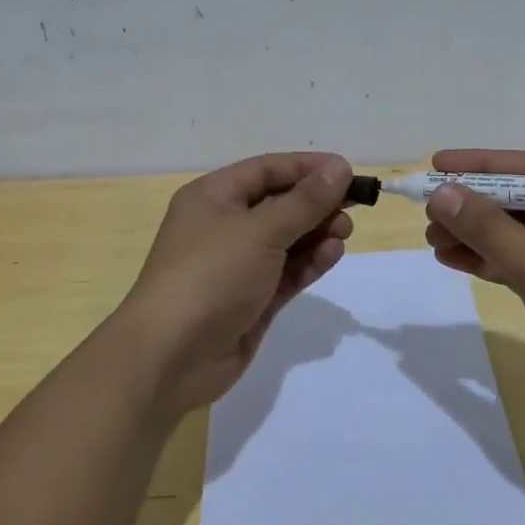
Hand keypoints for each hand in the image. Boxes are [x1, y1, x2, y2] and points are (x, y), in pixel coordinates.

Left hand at [118, 152, 354, 414]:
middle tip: (353, 208)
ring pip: (286, 239)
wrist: (171, 356)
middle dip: (316, 203)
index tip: (348, 171)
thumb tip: (339, 168)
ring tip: (344, 232)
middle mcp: (224, 226)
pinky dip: (309, 262)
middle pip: (279, 203)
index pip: (267, 170)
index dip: (307, 168)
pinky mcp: (252, 299)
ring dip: (316, 232)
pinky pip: (286, 272)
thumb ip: (304, 201)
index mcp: (213, 197)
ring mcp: (238, 265)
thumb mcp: (260, 231)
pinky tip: (332, 255)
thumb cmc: (211, 275)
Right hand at [422, 149, 524, 443]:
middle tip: (428, 211)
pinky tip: (455, 260)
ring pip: (521, 234)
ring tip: (433, 239)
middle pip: (524, 201)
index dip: (481, 165)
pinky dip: (493, 261)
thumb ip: (491, 230)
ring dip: (477, 235)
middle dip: (474, 205)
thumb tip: (442, 193)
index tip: (436, 162)